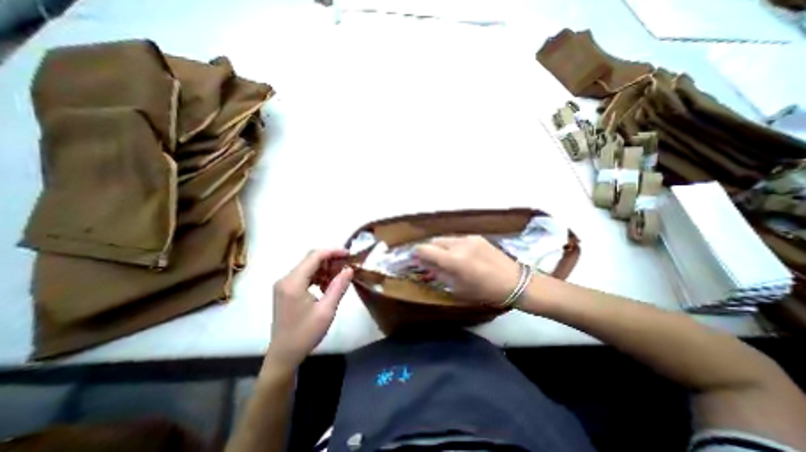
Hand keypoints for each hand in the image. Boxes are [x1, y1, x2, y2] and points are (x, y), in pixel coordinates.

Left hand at [267, 249, 353, 371]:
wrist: (284, 355)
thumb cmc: (306, 334)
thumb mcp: (327, 310)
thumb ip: (338, 287)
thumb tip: (349, 269)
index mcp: (293, 283)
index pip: (314, 256)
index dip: (333, 252)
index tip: (349, 254)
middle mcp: (285, 279)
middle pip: (310, 259)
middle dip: (330, 259)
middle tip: (347, 266)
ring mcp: (284, 284)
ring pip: (308, 266)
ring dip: (325, 268)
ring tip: (340, 276)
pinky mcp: (286, 290)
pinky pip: (304, 276)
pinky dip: (318, 276)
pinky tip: (327, 286)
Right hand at [415, 236, 522, 305]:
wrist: (515, 282)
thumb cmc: (485, 291)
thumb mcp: (458, 288)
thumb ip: (439, 273)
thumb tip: (425, 265)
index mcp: (454, 260)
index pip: (425, 249)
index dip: (416, 253)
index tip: (414, 259)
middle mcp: (459, 244)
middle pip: (434, 241)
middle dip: (429, 250)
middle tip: (430, 260)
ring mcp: (469, 238)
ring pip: (446, 239)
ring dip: (441, 247)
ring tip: (446, 258)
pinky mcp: (477, 236)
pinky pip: (458, 239)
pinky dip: (453, 245)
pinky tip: (460, 255)